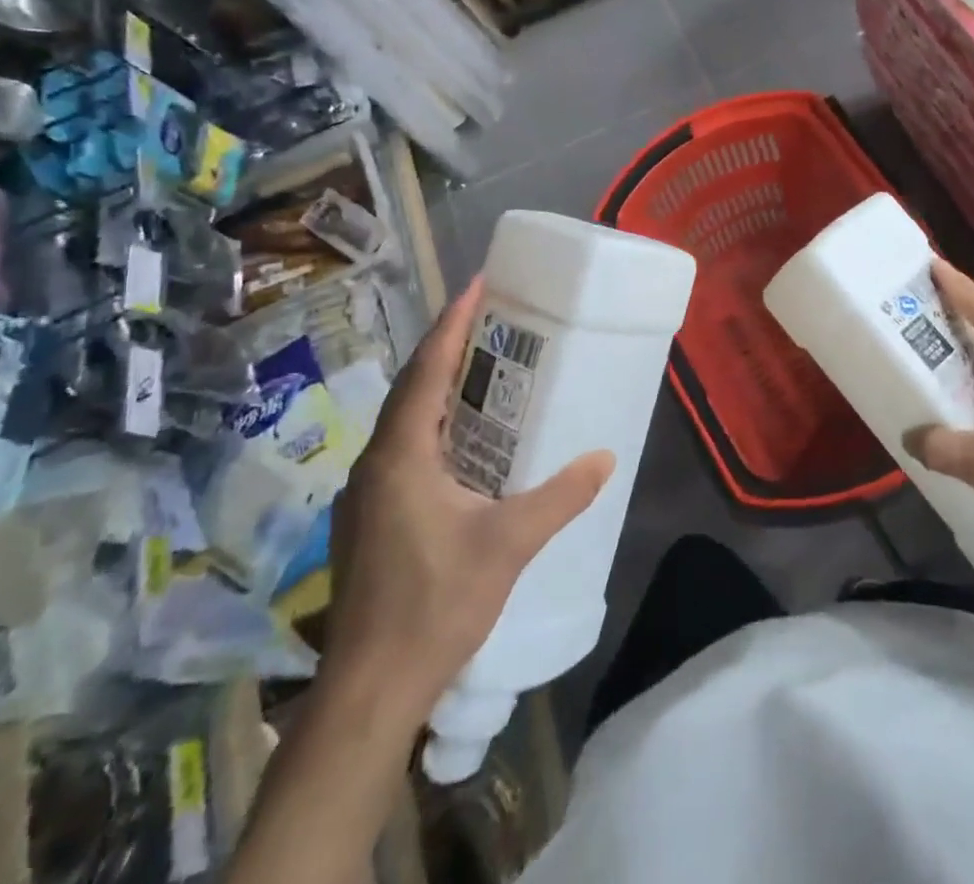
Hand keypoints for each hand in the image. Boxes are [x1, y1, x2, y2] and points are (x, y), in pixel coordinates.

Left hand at [326, 281, 613, 724]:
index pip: (426, 370)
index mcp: (402, 454)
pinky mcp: (371, 518)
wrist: (369, 689)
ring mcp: (367, 493)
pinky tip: (465, 440)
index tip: (478, 285)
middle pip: (412, 387)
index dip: (452, 323)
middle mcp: (376, 463)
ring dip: (439, 386)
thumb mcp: (509, 543)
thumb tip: (606, 458)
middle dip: (448, 347)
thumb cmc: (435, 604)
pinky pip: (405, 447)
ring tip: (484, 368)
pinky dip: (434, 423)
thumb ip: (560, 496)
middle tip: (492, 321)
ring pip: (405, 419)